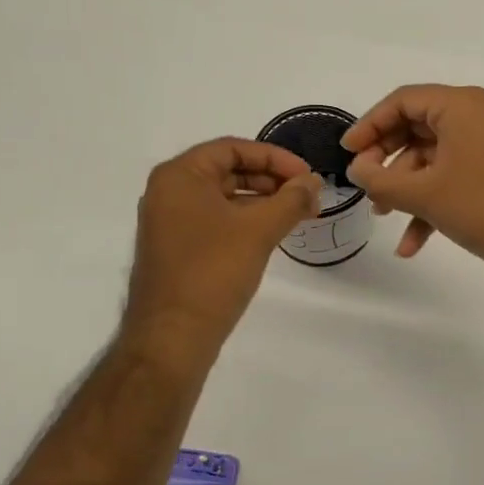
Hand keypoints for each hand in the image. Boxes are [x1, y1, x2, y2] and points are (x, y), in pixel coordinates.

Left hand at [123, 138, 320, 356]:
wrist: (172, 336)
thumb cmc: (213, 272)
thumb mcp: (259, 230)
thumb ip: (291, 199)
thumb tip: (314, 182)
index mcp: (179, 176)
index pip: (232, 148)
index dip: (275, 158)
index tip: (308, 176)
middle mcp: (168, 192)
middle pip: (227, 171)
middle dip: (271, 180)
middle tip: (307, 196)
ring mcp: (169, 222)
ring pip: (223, 198)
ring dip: (261, 202)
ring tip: (297, 215)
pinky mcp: (176, 249)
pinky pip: (215, 221)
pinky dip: (244, 222)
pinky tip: (271, 234)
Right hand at [342, 85, 483, 281]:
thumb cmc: (482, 207)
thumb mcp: (423, 194)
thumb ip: (380, 179)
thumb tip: (356, 170)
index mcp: (460, 106)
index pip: (403, 101)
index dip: (369, 125)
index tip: (347, 153)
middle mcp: (473, 118)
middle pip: (414, 129)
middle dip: (386, 161)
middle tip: (364, 184)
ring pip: (430, 159)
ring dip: (404, 188)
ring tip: (383, 215)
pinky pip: (449, 179)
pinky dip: (428, 205)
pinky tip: (410, 245)